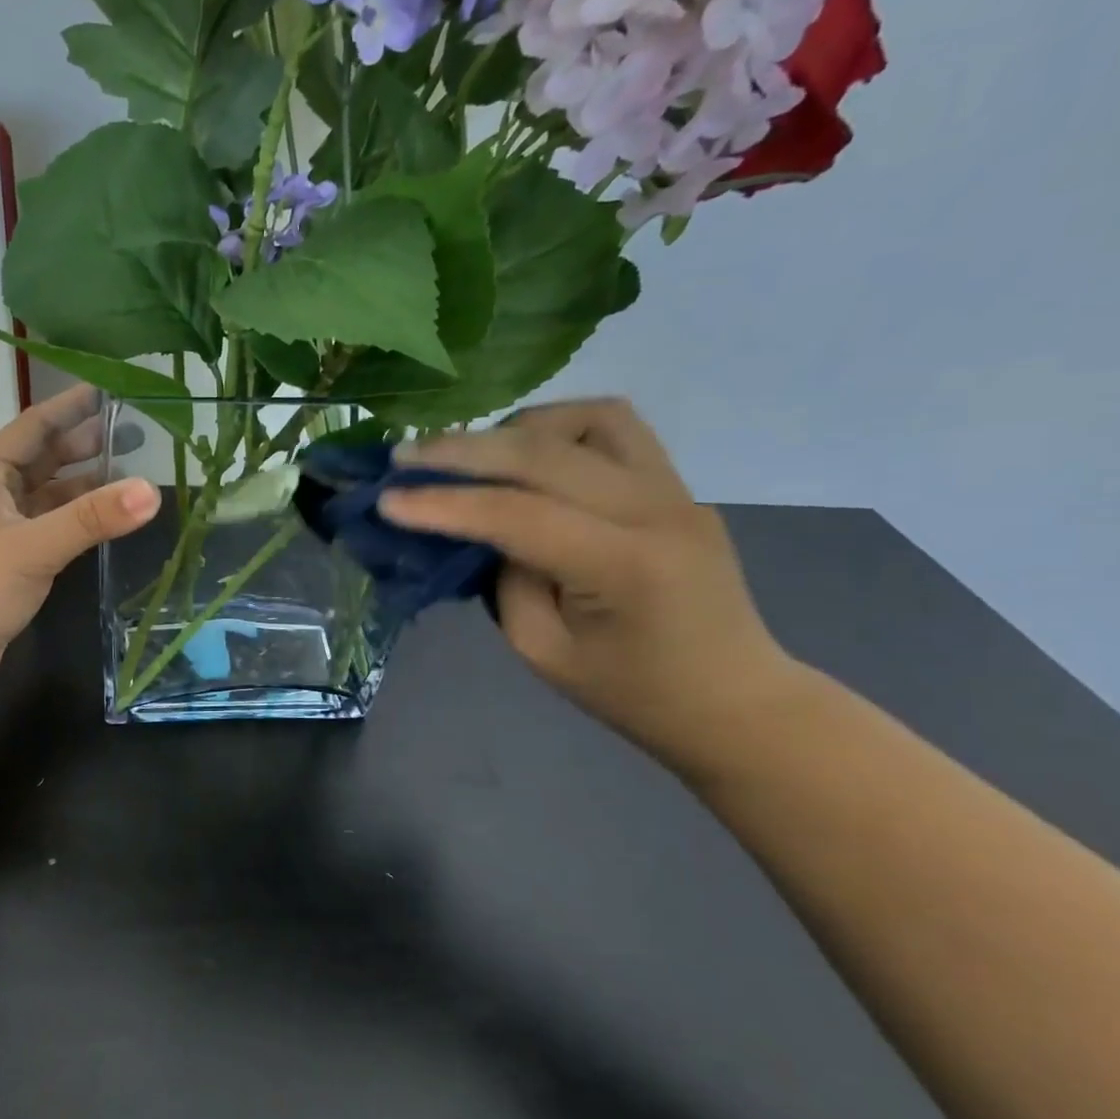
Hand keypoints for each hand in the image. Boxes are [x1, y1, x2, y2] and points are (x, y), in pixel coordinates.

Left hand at [0, 385, 160, 688]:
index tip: (110, 389)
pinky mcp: (11, 559)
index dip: (71, 406)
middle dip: (86, 443)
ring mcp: (2, 527)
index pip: (35, 425)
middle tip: (135, 432)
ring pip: (49, 493)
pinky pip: (50, 524)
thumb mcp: (34, 546)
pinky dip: (77, 517)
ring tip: (130, 472)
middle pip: (45, 457)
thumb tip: (152, 491)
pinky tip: (104, 518)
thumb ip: (92, 518)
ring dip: (85, 482)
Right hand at [379, 398, 807, 778]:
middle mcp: (657, 511)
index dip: (444, 505)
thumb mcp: (543, 650)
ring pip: (588, 419)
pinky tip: (525, 456)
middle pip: (546, 452)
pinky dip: (557, 430)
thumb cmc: (631, 693)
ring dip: (517, 429)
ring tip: (471, 455)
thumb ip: (504, 580)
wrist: (733, 699)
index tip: (386, 500)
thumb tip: (475, 528)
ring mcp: (676, 489)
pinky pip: (613, 429)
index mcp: (624, 567)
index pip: (518, 515)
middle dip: (463, 450)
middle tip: (404, 455)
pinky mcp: (675, 484)